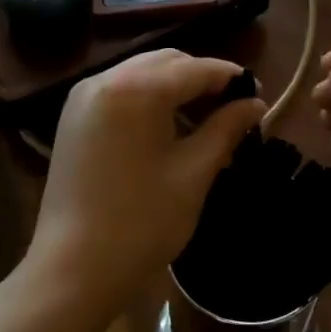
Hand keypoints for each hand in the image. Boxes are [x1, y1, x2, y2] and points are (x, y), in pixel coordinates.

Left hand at [30, 49, 263, 318]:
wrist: (73, 269)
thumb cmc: (142, 221)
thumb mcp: (194, 172)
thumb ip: (226, 128)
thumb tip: (256, 104)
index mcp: (138, 88)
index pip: (196, 68)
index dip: (231, 78)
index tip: (257, 94)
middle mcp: (107, 78)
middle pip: (167, 62)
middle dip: (202, 79)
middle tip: (232, 109)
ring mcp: (84, 96)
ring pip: (142, 72)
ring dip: (175, 87)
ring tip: (203, 121)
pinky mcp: (73, 117)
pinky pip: (120, 90)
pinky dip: (148, 98)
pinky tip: (166, 128)